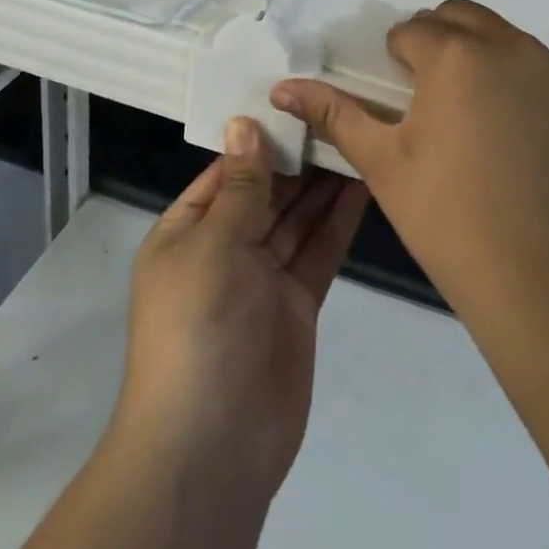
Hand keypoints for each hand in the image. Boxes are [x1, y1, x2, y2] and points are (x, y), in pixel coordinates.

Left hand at [111, 117, 369, 497]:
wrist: (211, 450)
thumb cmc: (198, 330)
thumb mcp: (213, 245)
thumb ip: (241, 185)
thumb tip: (244, 122)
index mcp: (187, 232)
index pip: (226, 171)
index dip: (260, 138)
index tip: (298, 98)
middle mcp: (223, 249)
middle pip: (266, 191)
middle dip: (299, 157)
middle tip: (341, 109)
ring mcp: (262, 278)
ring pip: (297, 218)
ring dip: (323, 183)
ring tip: (358, 135)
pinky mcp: (297, 304)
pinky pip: (318, 251)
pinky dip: (337, 220)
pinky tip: (362, 184)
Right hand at [270, 0, 548, 327]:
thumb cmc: (451, 222)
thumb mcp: (384, 165)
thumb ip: (335, 114)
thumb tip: (283, 87)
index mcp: (457, 55)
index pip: (413, 30)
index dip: (397, 59)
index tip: (399, 98)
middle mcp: (513, 47)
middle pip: (463, 17)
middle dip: (440, 41)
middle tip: (432, 99)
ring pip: (509, 42)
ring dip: (485, 61)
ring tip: (480, 124)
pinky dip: (528, 90)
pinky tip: (524, 144)